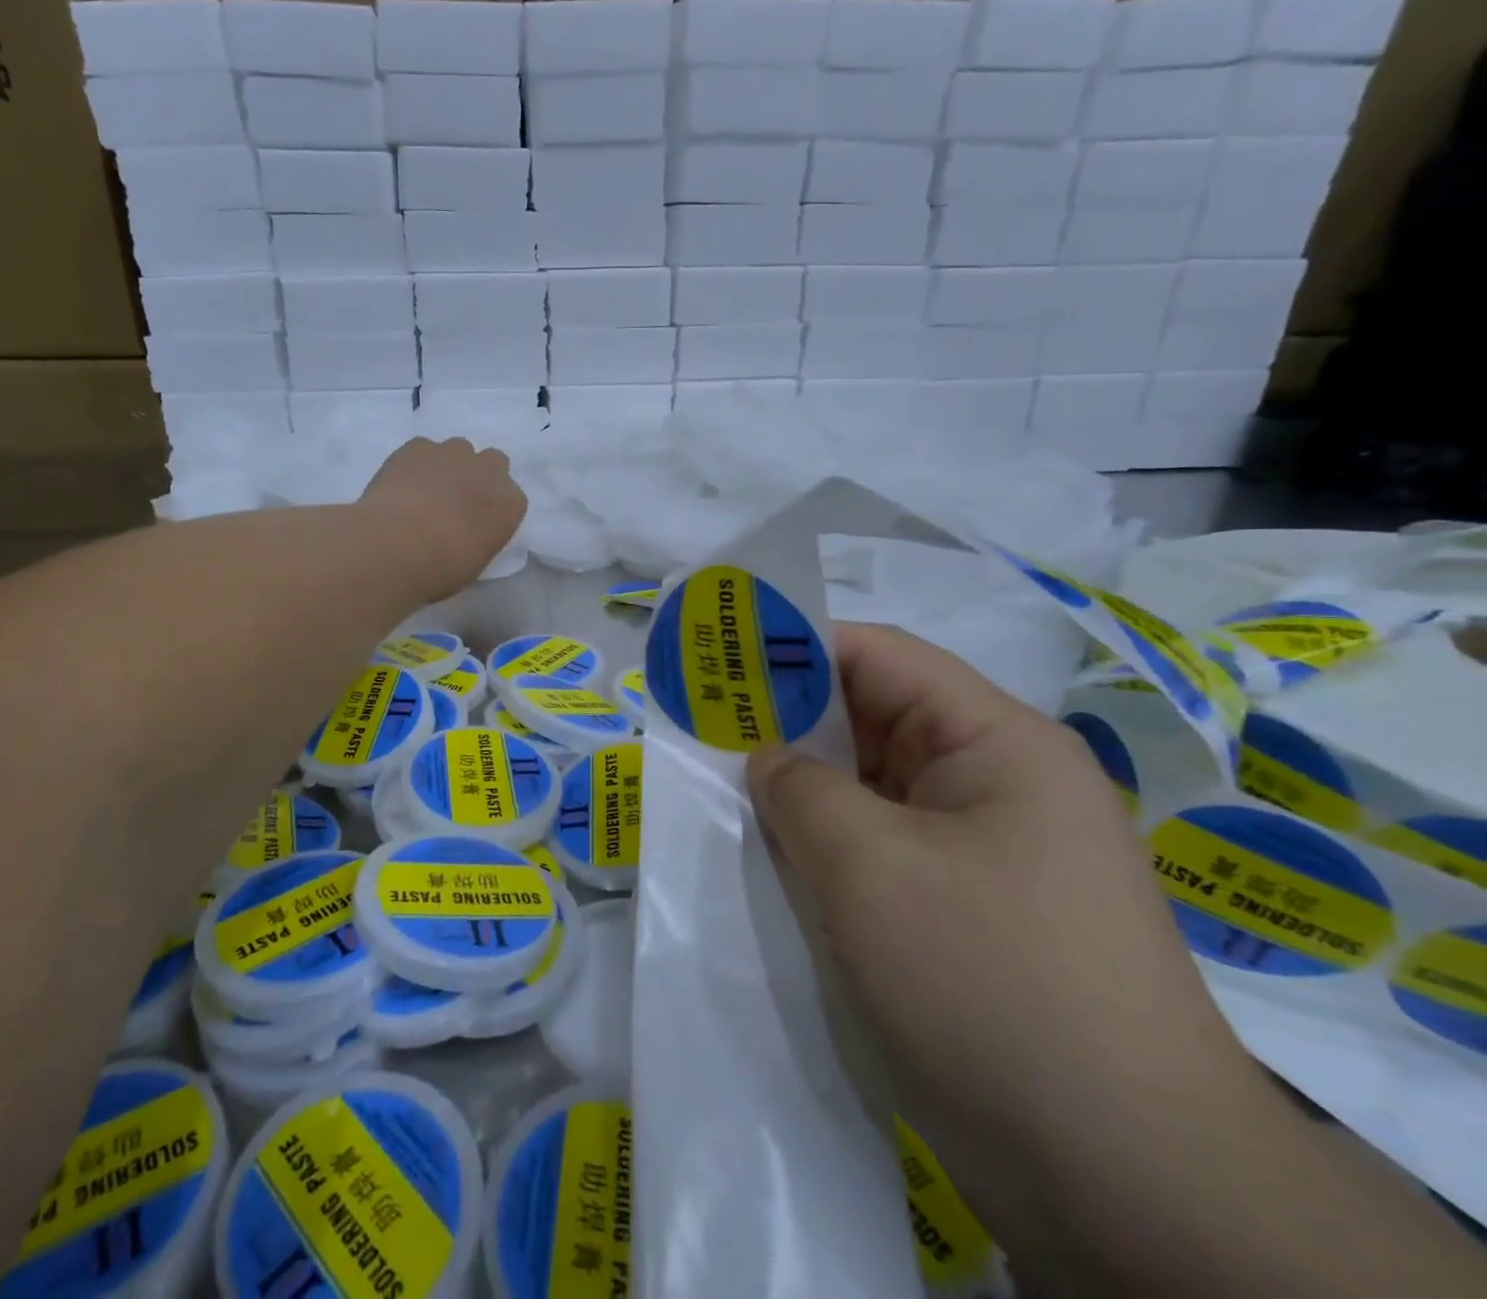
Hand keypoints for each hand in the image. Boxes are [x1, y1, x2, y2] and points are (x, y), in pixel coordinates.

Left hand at [359, 438, 525, 602]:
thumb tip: (467, 531)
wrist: (396, 547)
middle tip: (455, 500)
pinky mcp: (418, 446)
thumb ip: (481, 536)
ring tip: (424, 491)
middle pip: (492, 462)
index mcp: (510, 505)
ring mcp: (454, 453)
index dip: (492, 507)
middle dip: (478, 476)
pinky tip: (401, 485)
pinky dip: (415, 463)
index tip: (477, 521)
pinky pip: (422, 449)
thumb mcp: (475, 561)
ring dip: (448, 465)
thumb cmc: (441, 569)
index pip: (511, 498)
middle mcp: (489, 471)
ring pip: (458, 449)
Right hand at [747, 624, 1264, 1245]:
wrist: (1129, 1186)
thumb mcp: (869, 867)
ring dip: (808, 792)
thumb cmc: (990, 983)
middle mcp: (1001, 783)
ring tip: (729, 797)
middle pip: (878, 720)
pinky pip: (888, 850)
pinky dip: (832, 846)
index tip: (720, 667)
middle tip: (707, 735)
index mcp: (998, 743)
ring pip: (878, 791)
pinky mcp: (976, 913)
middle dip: (792, 725)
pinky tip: (780, 863)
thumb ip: (800, 789)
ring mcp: (992, 853)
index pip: (880, 657)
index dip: (796, 650)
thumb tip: (768, 758)